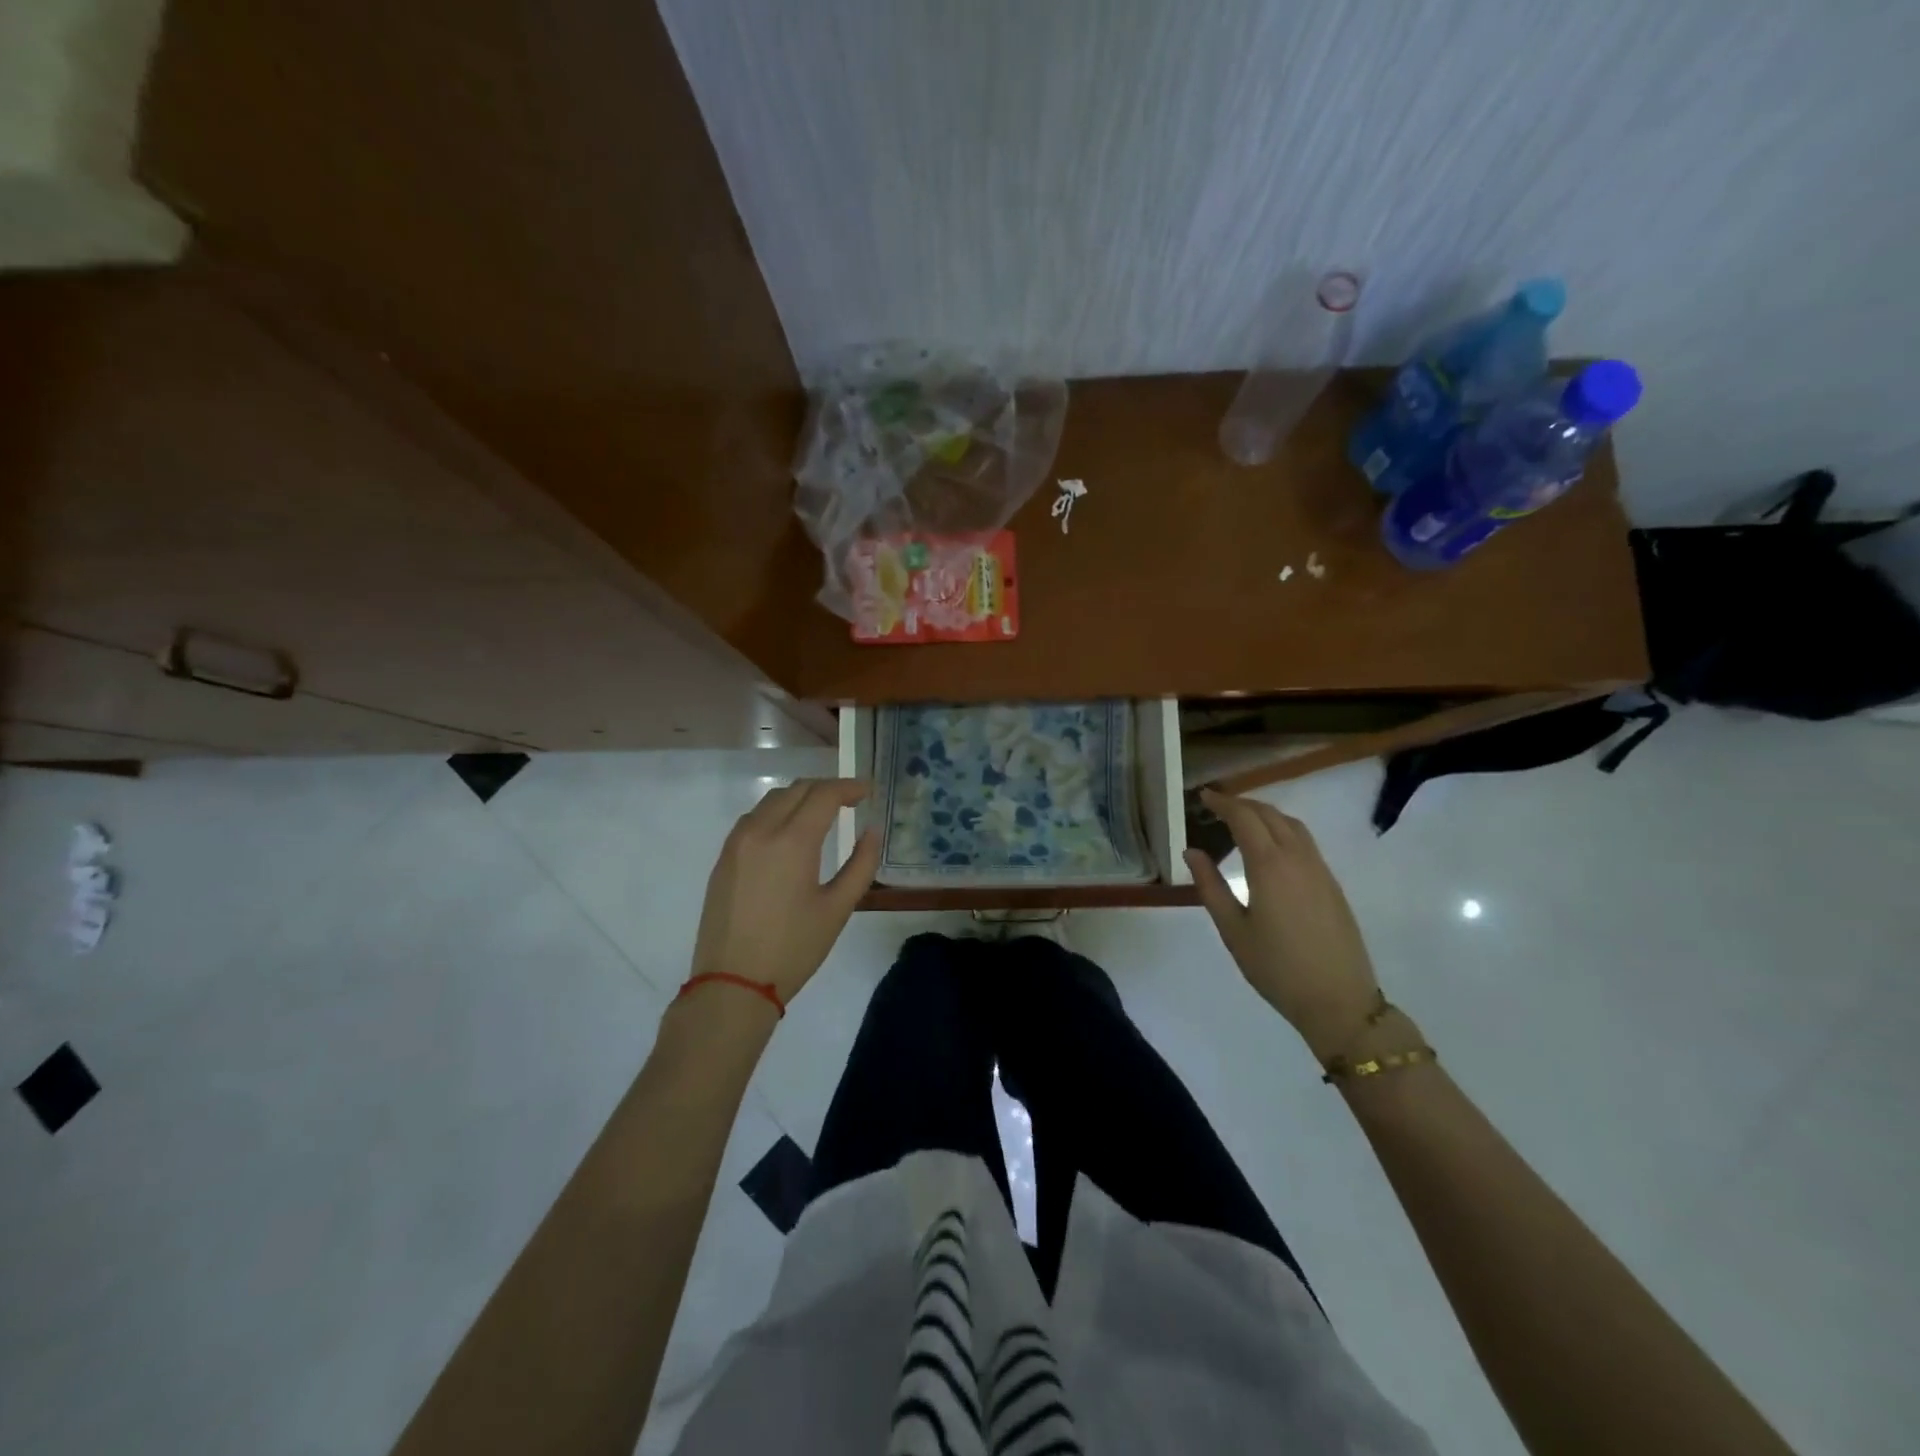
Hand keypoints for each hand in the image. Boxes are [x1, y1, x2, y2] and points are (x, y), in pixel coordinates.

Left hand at [690, 778, 881, 1005]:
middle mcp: (761, 831)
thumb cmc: (793, 949)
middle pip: (797, 789)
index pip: (824, 795)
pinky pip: (753, 819)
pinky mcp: (723, 858)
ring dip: (800, 797)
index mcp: (792, 841)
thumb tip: (872, 831)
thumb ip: (861, 864)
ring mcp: (736, 843)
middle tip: (851, 800)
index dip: (849, 787)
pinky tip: (789, 832)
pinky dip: (777, 812)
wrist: (732, 984)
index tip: (868, 791)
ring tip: (822, 812)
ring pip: (772, 800)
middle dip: (826, 788)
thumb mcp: (837, 909)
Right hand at [1185, 787, 1379, 1060]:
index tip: (1204, 796)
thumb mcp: (1232, 929)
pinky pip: (1305, 841)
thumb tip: (1192, 851)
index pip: (1244, 818)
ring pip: (1292, 825)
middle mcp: (1297, 858)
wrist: (1338, 1001)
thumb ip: (1210, 886)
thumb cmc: (1276, 967)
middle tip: (1217, 805)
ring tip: (1242, 819)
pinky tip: (1271, 846)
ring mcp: (1320, 869)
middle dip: (1243, 804)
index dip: (1223, 803)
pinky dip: (1283, 829)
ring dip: (1265, 814)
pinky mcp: (1331, 884)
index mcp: (1269, 865)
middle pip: (1270, 814)